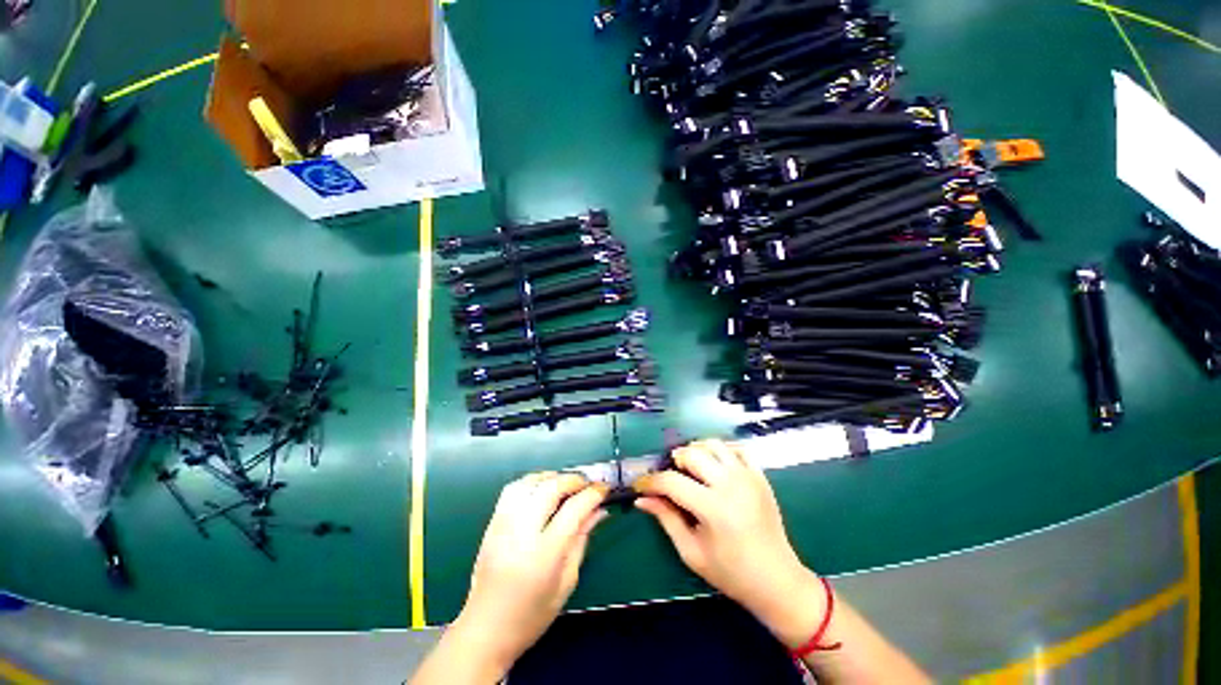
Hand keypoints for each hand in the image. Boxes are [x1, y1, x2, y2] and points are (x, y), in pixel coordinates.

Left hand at [451, 472, 608, 676]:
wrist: (485, 630)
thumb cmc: (532, 615)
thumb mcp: (567, 581)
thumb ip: (582, 539)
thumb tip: (599, 510)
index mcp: (544, 554)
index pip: (573, 510)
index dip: (592, 494)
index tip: (604, 489)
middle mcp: (521, 533)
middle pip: (550, 488)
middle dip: (573, 480)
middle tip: (588, 484)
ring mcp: (502, 525)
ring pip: (530, 482)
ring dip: (552, 477)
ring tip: (566, 484)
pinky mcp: (491, 523)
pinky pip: (513, 489)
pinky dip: (532, 482)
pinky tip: (542, 489)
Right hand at [635, 440, 822, 646]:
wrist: (777, 581)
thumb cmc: (731, 573)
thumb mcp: (691, 552)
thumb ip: (666, 519)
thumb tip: (642, 499)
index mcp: (713, 508)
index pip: (671, 481)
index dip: (651, 481)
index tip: (641, 485)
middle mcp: (731, 485)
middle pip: (691, 454)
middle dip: (674, 462)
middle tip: (670, 477)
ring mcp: (748, 477)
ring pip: (713, 444)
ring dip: (696, 451)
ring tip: (691, 468)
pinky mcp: (760, 476)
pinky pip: (737, 448)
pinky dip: (721, 450)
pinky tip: (715, 465)